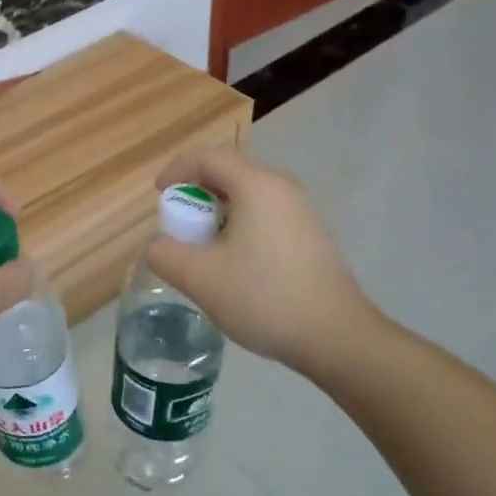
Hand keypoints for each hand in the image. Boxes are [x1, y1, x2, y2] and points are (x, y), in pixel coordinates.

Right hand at [146, 148, 385, 379]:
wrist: (337, 337)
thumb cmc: (264, 297)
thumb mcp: (199, 277)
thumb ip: (164, 254)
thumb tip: (158, 246)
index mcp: (257, 186)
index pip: (208, 157)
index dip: (176, 169)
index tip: (158, 195)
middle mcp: (282, 189)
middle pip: (229, 175)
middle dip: (196, 196)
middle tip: (178, 227)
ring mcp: (302, 212)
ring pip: (248, 198)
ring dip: (218, 216)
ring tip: (203, 251)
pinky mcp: (312, 237)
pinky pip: (266, 217)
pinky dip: (240, 229)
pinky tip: (236, 268)